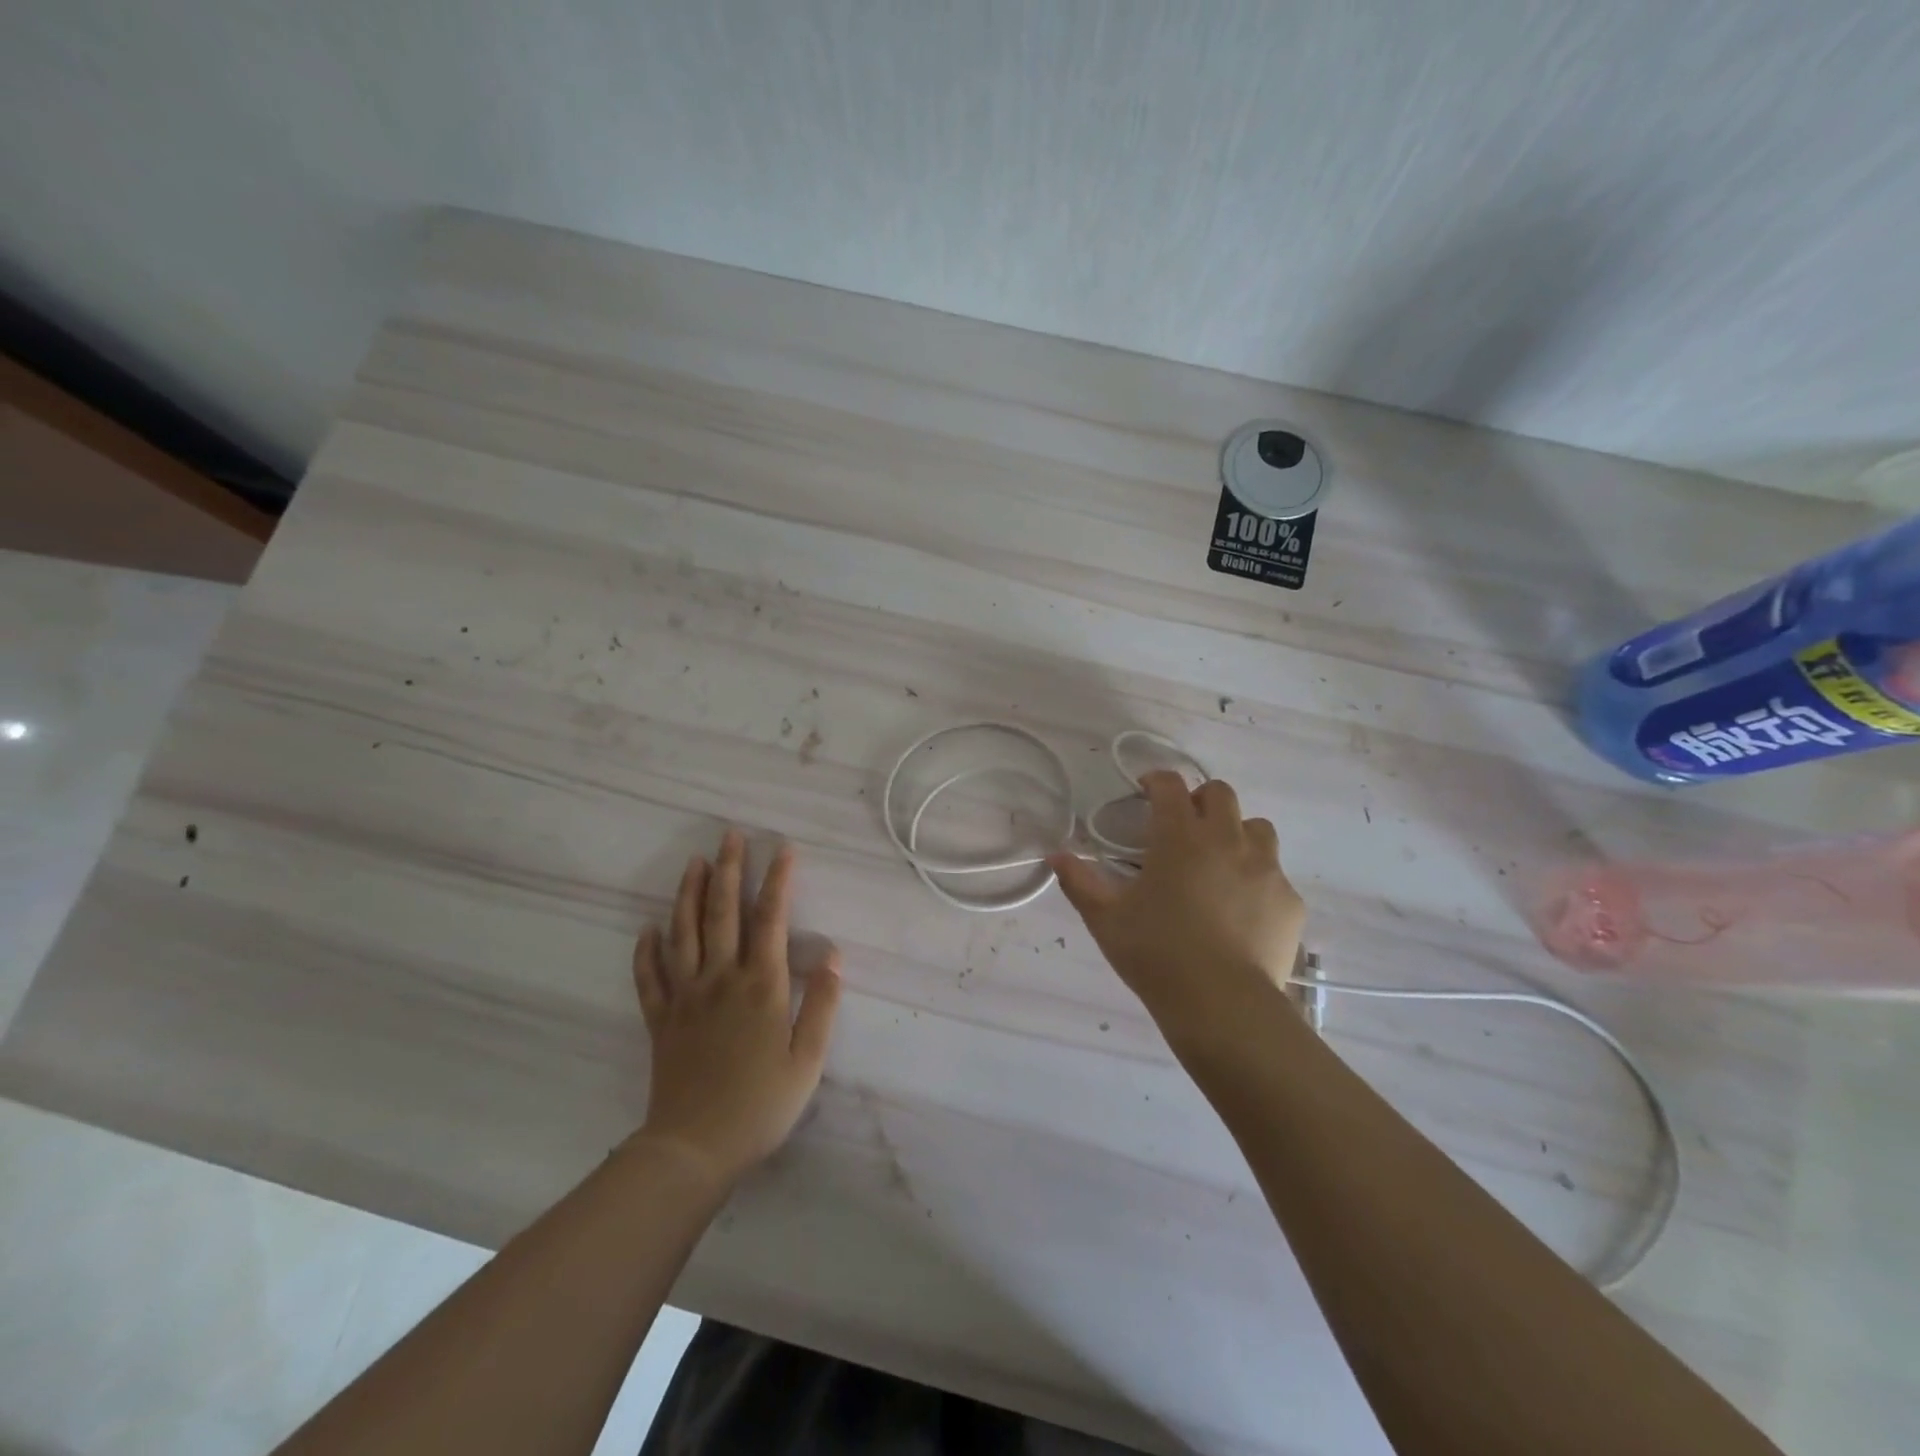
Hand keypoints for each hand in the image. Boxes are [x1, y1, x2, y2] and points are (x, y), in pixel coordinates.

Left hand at [632, 830, 841, 1184]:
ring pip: (684, 933)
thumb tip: (834, 956)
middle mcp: (721, 979)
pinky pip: (649, 977)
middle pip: (723, 913)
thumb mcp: (808, 1061)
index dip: (778, 882)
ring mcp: (685, 997)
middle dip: (730, 870)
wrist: (694, 1149)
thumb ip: (822, 1006)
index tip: (784, 849)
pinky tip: (647, 929)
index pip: (771, 921)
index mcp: (762, 986)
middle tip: (730, 836)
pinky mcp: (660, 1020)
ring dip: (689, 894)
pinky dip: (646, 951)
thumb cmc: (761, 1105)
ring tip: (695, 862)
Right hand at [1049, 773, 1304, 1048]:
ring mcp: (1266, 869)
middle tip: (1182, 826)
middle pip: (1220, 793)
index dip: (1156, 780)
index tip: (1146, 791)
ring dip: (1235, 833)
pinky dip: (1256, 879)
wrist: (1223, 1006)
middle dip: (1199, 800)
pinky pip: (1275, 874)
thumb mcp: (1106, 919)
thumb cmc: (1157, 955)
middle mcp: (1228, 841)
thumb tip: (1056, 856)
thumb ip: (1079, 882)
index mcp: (1181, 837)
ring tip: (1218, 862)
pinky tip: (1241, 909)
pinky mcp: (1289, 901)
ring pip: (1256, 828)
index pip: (1170, 785)